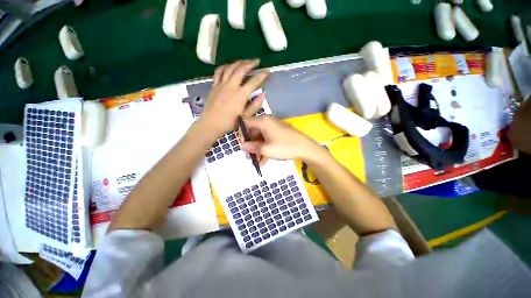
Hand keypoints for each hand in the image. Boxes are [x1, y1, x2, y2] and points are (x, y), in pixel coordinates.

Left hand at [200, 60, 268, 135]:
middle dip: (250, 63)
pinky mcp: (214, 86)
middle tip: (257, 61)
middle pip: (241, 69)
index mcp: (240, 95)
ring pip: (230, 68)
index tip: (267, 71)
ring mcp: (221, 84)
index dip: (261, 76)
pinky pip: (219, 72)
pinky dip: (224, 67)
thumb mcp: (245, 117)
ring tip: (244, 61)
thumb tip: (262, 95)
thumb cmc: (229, 122)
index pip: (253, 82)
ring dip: (238, 62)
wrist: (211, 124)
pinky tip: (228, 66)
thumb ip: (255, 105)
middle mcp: (231, 86)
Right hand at [240, 116, 321, 162]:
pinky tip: (264, 161)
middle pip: (253, 131)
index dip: (241, 134)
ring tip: (256, 162)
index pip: (246, 123)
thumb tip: (242, 146)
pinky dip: (265, 149)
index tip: (242, 145)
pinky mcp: (279, 133)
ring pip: (261, 138)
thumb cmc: (284, 147)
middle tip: (248, 157)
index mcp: (263, 121)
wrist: (305, 148)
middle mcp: (268, 122)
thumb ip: (252, 147)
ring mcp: (274, 127)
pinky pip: (268, 139)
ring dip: (258, 149)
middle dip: (250, 145)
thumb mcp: (266, 149)